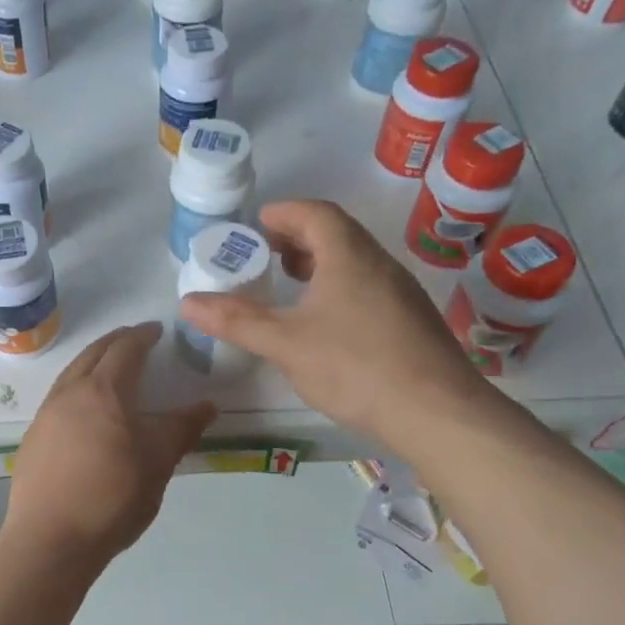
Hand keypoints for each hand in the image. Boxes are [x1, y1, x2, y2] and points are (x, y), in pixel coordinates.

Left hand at [4, 323, 215, 563]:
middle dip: (116, 341)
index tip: (157, 330)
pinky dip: (77, 388)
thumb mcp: (158, 462)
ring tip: (111, 369)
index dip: (142, 336)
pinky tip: (85, 410)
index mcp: (103, 391)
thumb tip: (208, 405)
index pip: (125, 349)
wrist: (50, 539)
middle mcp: (69, 392)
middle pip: (93, 353)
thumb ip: (182, 429)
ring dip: (93, 362)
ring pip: (71, 373)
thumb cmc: (112, 497)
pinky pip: (58, 397)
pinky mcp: (33, 438)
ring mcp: (45, 415)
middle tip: (135, 339)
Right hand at [178, 200, 494, 454]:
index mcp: (349, 256)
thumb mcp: (284, 343)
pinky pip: (369, 286)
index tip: (257, 224)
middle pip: (338, 233)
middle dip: (299, 237)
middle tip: (268, 255)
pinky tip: (326, 323)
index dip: (284, 212)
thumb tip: (187, 302)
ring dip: (321, 263)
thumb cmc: (354, 366)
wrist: (437, 412)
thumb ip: (236, 320)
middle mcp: (380, 264)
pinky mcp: (412, 321)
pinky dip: (340, 287)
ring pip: (356, 261)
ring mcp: (402, 292)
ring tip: (292, 287)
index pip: (315, 213)